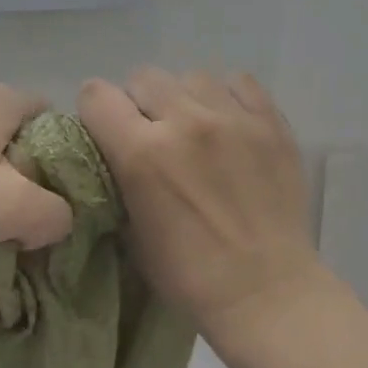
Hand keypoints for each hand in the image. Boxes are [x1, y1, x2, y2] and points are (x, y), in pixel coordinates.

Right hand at [79, 68, 322, 338]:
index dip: (96, 111)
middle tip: (153, 133)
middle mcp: (185, 122)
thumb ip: (119, 176)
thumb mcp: (131, 230)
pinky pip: (239, 82)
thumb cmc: (189, 275)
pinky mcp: (271, 121)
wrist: (266, 291)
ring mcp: (233, 117)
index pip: (97, 95)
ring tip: (197, 129)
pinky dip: (227, 97)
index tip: (106, 130)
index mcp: (142, 153)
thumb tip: (115, 148)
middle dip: (139, 103)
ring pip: (191, 76)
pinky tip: (230, 124)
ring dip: (184, 99)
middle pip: (143, 77)